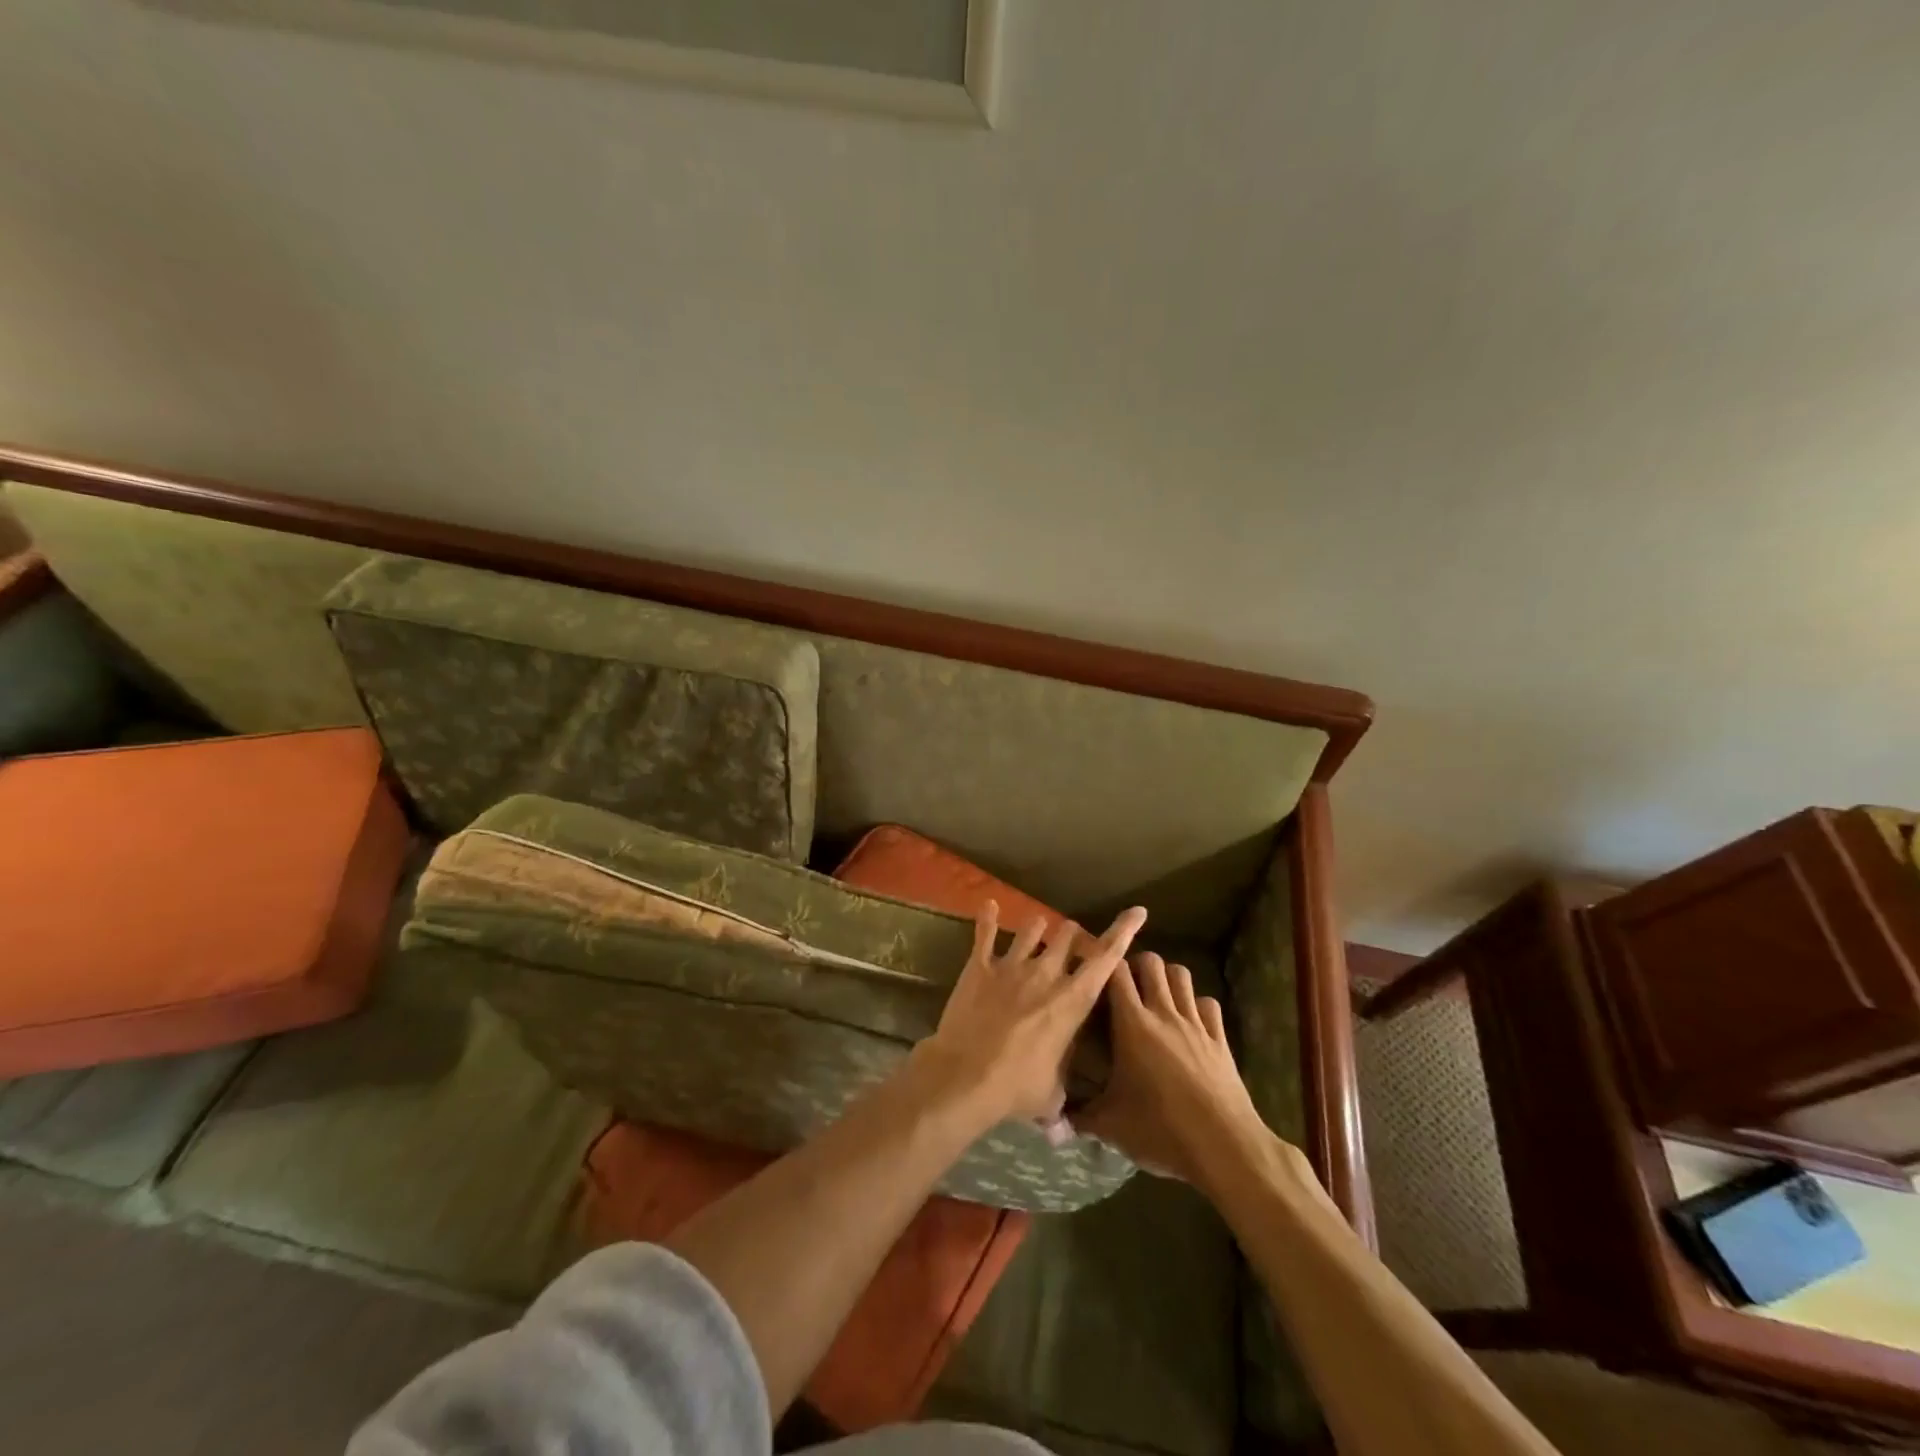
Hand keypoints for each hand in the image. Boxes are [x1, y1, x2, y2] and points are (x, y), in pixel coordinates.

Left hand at [917, 902, 1147, 1128]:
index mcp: (1072, 1000)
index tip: (1137, 912)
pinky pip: (985, 934)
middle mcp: (1046, 973)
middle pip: (1068, 935)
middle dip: (1074, 937)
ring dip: (1039, 928)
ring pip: (1032, 927)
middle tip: (1072, 947)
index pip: (1106, 958)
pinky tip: (988, 906)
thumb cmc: (1017, 1087)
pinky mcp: (979, 966)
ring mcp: (1011, 965)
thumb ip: (1062, 1091)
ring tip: (1038, 931)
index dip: (1124, 931)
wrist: (966, 1076)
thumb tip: (1063, 1119)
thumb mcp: (1052, 1094)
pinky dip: (987, 919)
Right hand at [1078, 952, 1270, 1184]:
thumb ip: (1081, 1115)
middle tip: (1126, 987)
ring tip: (1156, 998)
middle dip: (1137, 965)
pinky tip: (1190, 1023)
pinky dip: (1198, 1006)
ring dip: (1167, 979)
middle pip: (1152, 962)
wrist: (1224, 1147)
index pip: (1117, 972)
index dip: (1105, 966)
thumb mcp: (1111, 1126)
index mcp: (1133, 1025)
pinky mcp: (1220, 1039)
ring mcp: (1195, 1023)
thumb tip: (1057, 1117)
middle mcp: (1164, 1014)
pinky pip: (1208, 1004)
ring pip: (1181, 975)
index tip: (1094, 973)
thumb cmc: (1161, 1130)